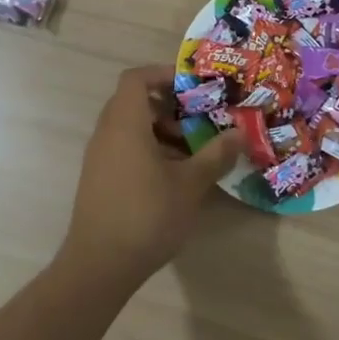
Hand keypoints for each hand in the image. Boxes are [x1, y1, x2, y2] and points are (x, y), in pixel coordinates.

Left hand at [62, 64, 241, 283]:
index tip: (193, 86)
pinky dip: (149, 149)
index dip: (164, 74)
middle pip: (135, 101)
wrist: (99, 266)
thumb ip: (215, 154)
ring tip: (193, 151)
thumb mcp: (190, 184)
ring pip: (131, 127)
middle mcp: (107, 133)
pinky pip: (124, 148)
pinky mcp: (99, 179)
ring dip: (161, 130)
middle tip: (200, 119)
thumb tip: (240, 133)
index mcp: (125, 124)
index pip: (136, 78)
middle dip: (170, 106)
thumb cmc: (147, 215)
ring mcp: (99, 157)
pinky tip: (174, 175)